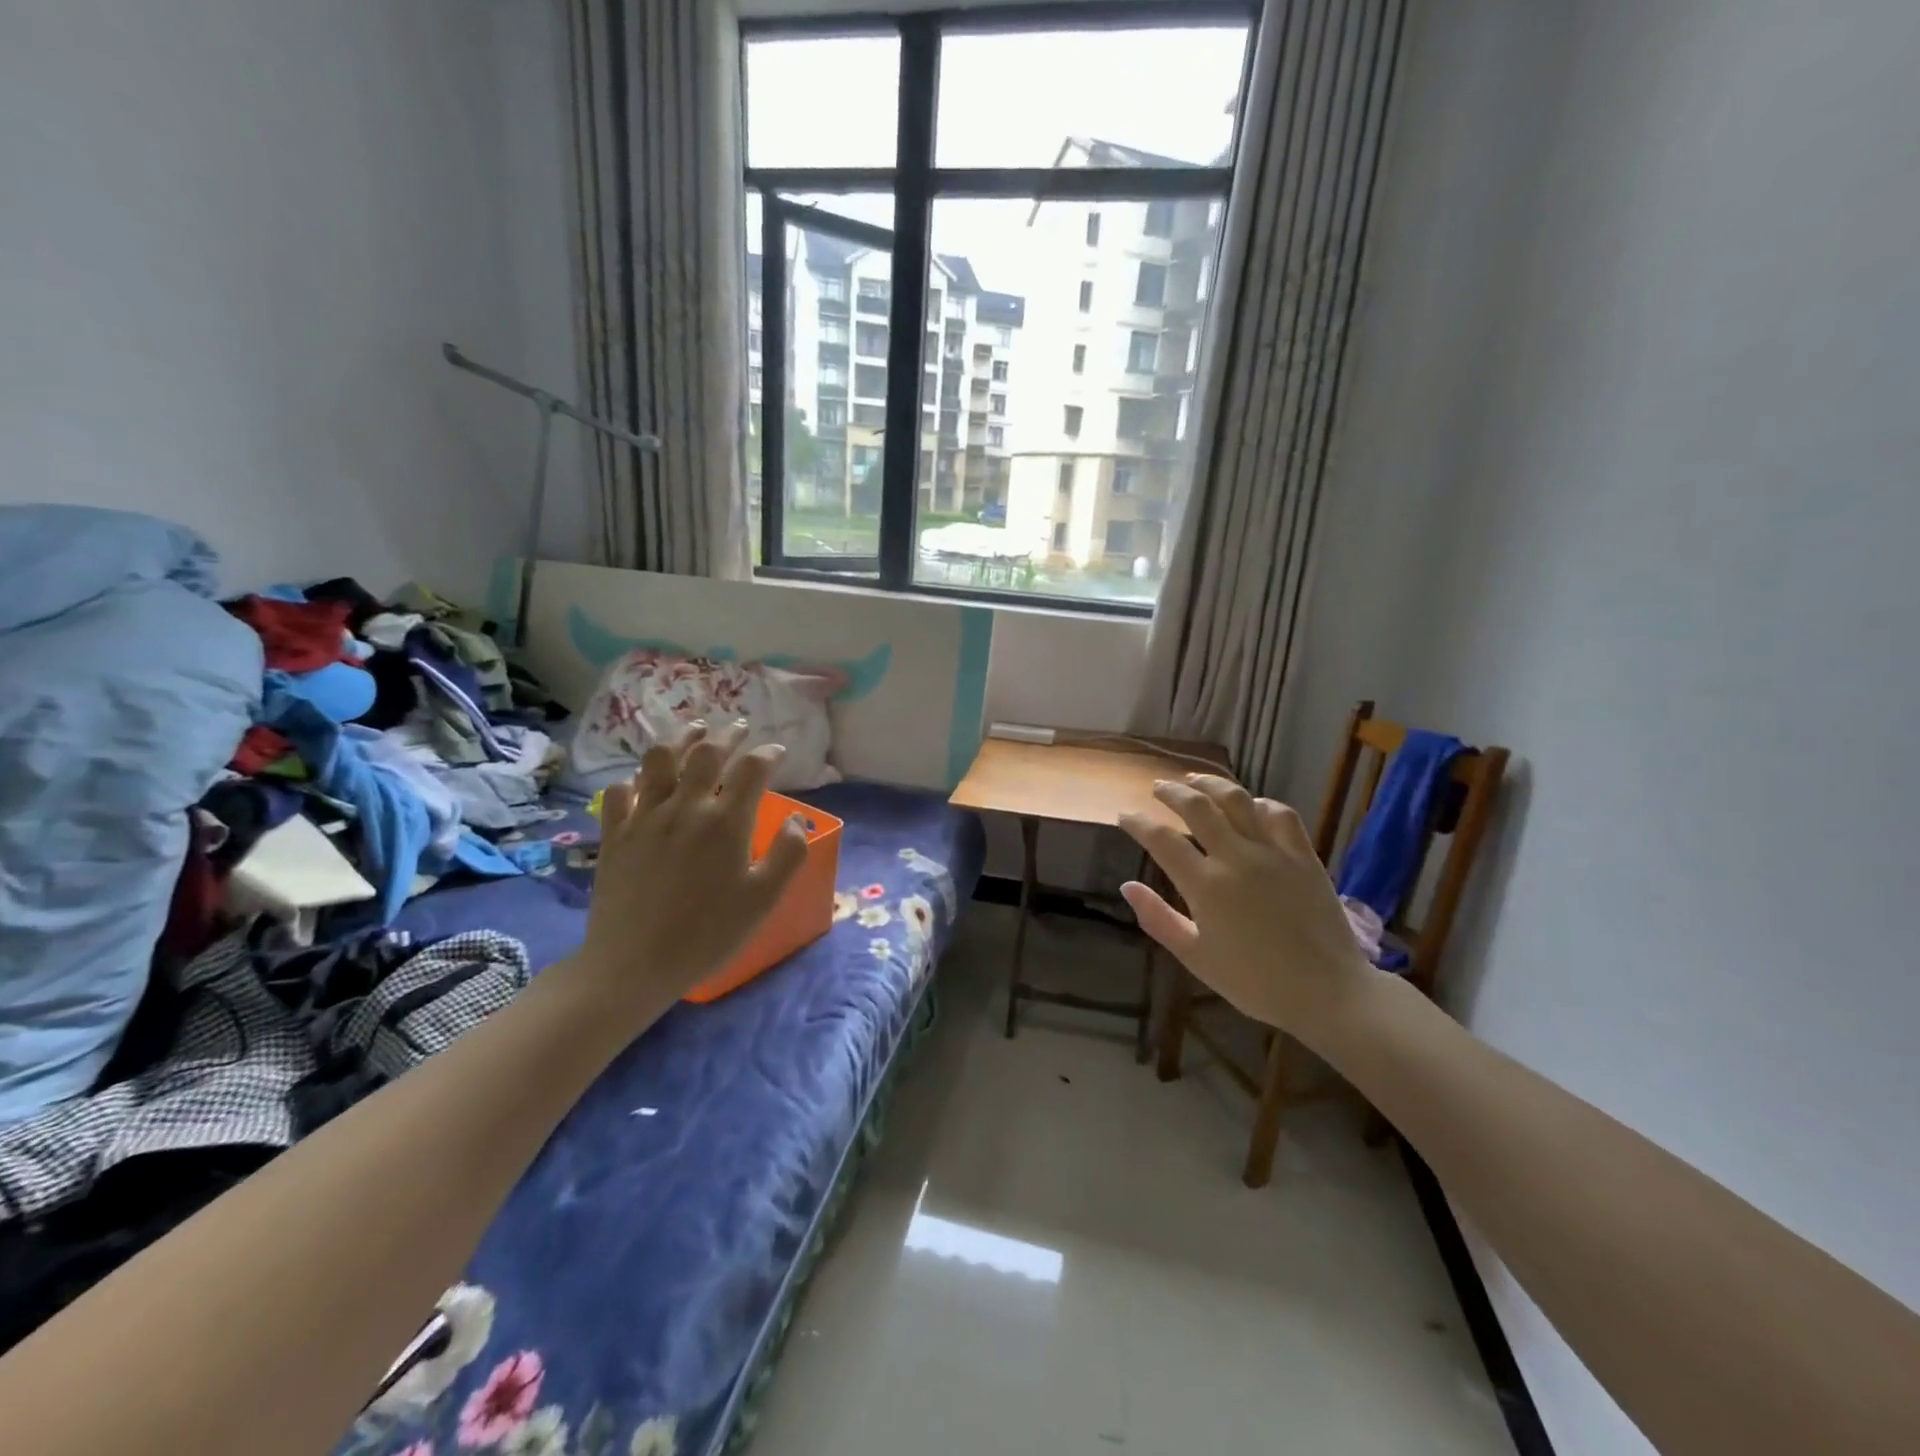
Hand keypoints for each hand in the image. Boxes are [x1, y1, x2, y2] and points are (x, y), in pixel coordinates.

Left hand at [567, 721, 808, 1022]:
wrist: (634, 963)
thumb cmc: (708, 933)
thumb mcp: (764, 899)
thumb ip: (789, 854)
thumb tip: (795, 819)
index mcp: (726, 821)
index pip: (752, 769)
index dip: (768, 754)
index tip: (777, 752)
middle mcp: (686, 807)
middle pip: (706, 753)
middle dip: (727, 735)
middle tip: (739, 728)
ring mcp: (645, 817)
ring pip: (660, 760)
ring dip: (680, 740)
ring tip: (694, 732)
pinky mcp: (615, 833)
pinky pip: (620, 792)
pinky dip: (635, 780)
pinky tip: (642, 781)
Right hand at [1119, 775, 1376, 1044]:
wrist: (1328, 993)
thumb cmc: (1255, 982)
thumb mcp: (1196, 957)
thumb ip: (1158, 919)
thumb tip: (1127, 887)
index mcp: (1205, 885)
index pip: (1161, 839)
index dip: (1138, 823)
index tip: (1125, 816)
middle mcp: (1236, 858)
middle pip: (1197, 807)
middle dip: (1171, 792)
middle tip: (1158, 788)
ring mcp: (1273, 853)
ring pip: (1237, 800)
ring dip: (1211, 784)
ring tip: (1195, 780)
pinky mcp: (1304, 856)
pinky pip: (1280, 815)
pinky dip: (1260, 804)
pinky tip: (1250, 805)